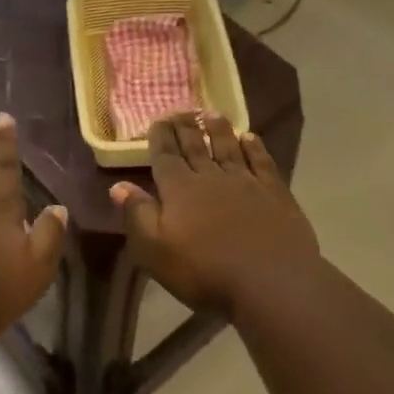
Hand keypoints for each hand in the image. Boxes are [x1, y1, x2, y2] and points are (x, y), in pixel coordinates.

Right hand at [111, 112, 321, 316]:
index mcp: (179, 189)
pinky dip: (254, 147)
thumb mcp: (155, 251)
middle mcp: (210, 177)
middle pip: (195, 147)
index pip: (165, 155)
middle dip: (185, 128)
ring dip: (218, 130)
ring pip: (228, 148)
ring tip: (211, 113)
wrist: (271, 282)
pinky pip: (261, 162)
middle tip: (181, 110)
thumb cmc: (205, 271)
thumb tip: (119, 185)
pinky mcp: (274, 192)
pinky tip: (250, 137)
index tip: (157, 119)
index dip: (160, 137)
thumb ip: (137, 215)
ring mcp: (245, 182)